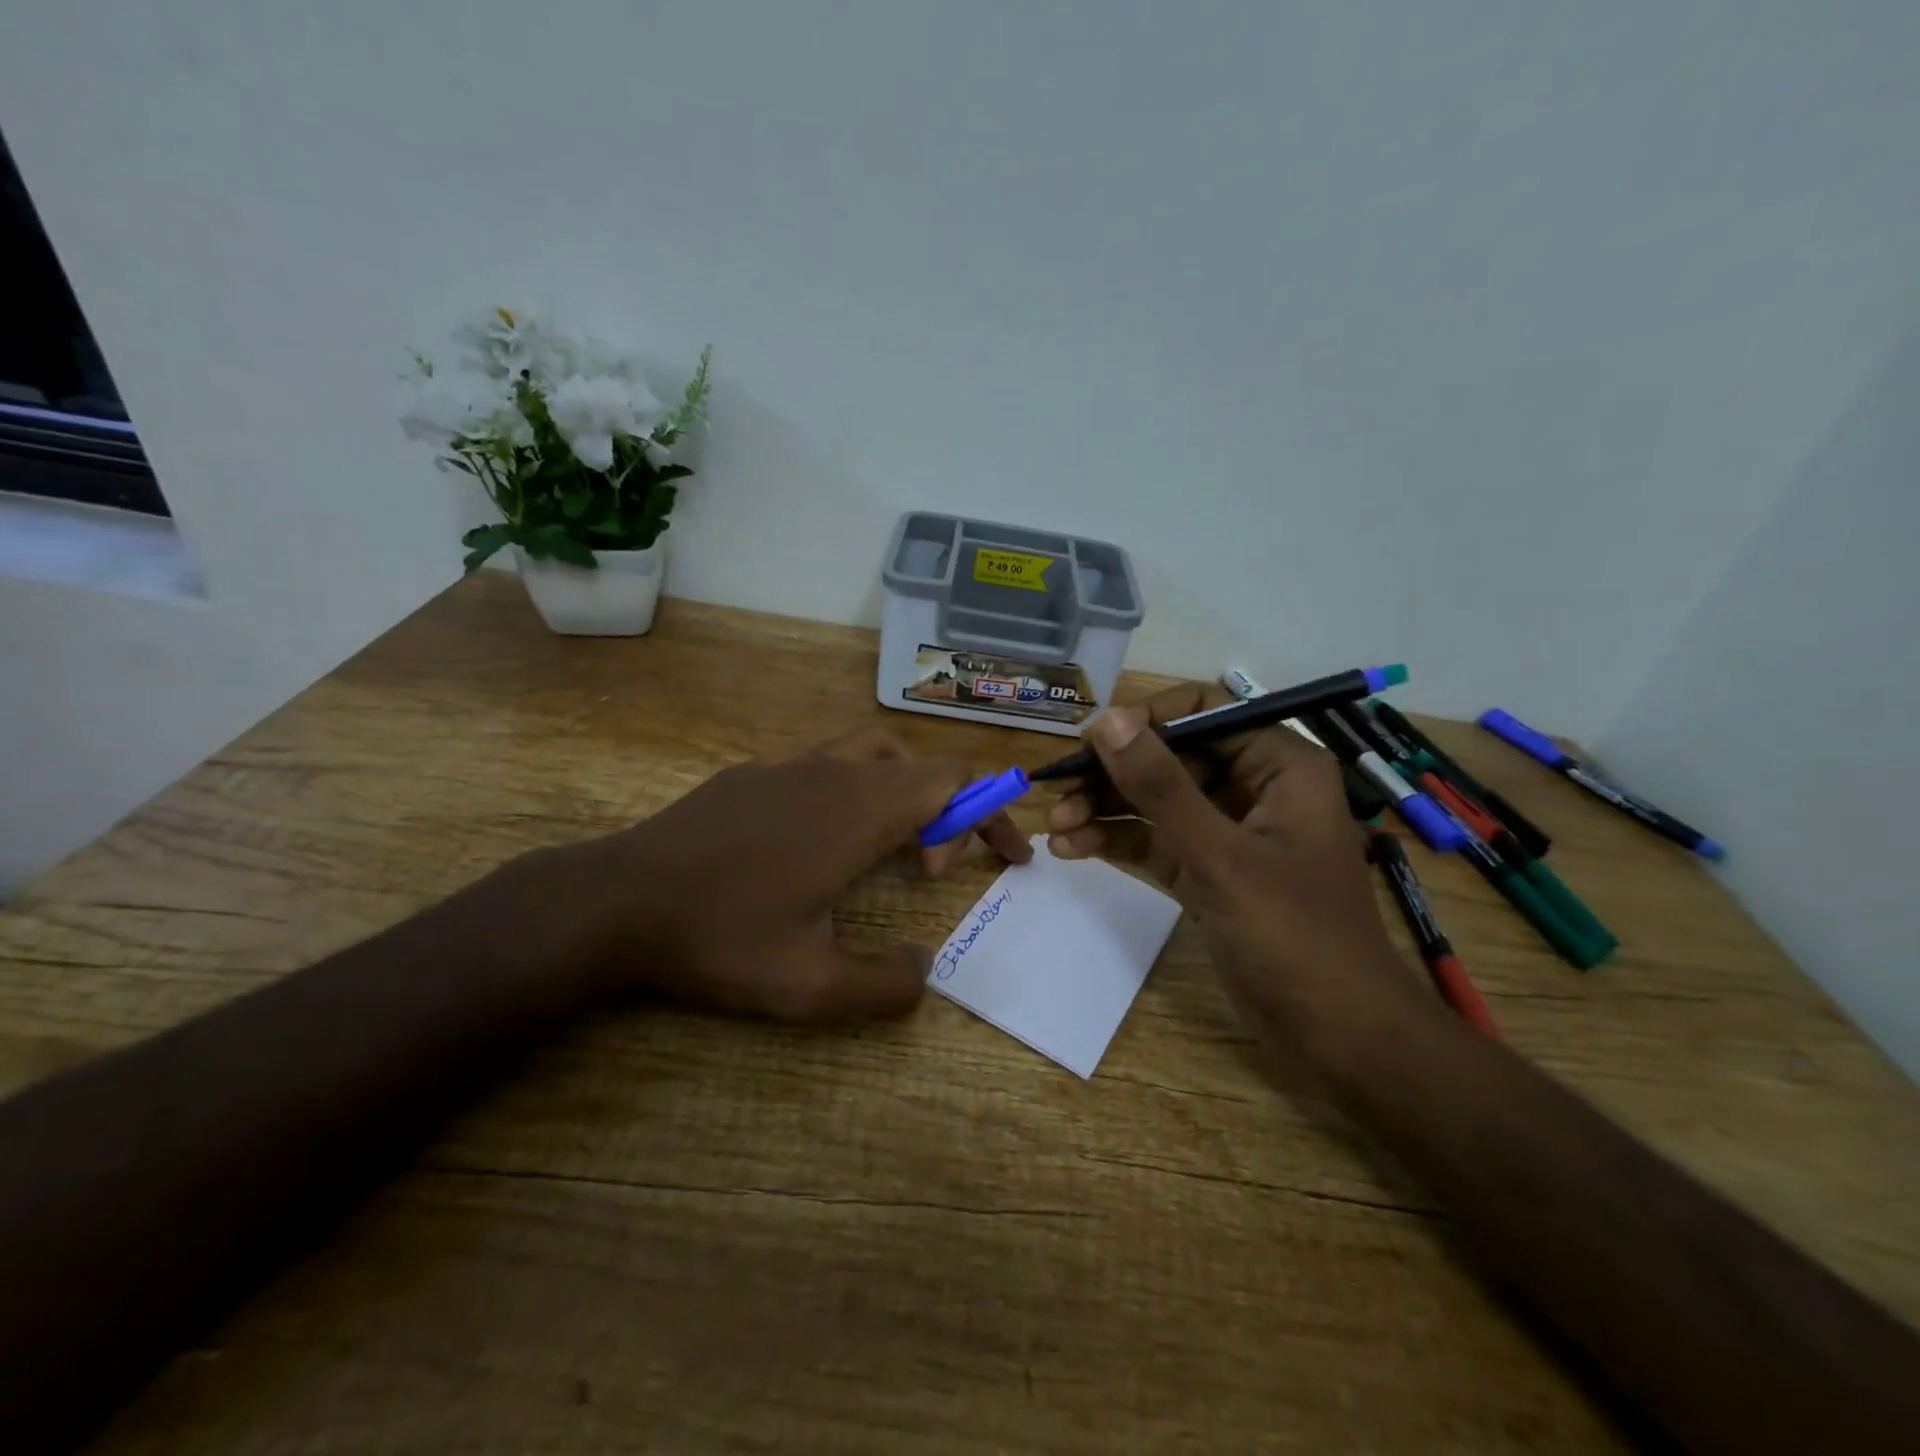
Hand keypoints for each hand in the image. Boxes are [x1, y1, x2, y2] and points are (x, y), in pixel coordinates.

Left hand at [540, 727, 1031, 1023]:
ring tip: (892, 847)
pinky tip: (820, 842)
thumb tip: (926, 971)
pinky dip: (854, 791)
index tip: (1007, 859)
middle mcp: (833, 772)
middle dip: (952, 812)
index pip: (955, 781)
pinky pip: (826, 765)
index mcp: (860, 810)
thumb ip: (884, 987)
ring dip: (905, 792)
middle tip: (933, 873)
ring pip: (876, 754)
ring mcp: (789, 765)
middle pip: (923, 765)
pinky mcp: (753, 773)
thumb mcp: (809, 987)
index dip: (993, 813)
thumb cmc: (720, 939)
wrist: (616, 902)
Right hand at [1045, 684, 1422, 1044]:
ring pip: (1156, 801)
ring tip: (1055, 825)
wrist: (1336, 1035)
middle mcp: (1253, 788)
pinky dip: (1117, 841)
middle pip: (1171, 757)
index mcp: (1279, 765)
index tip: (1093, 741)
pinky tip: (1072, 848)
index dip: (1146, 720)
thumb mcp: (1220, 855)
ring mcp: (1228, 832)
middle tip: (1058, 789)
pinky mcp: (1208, 871)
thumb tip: (1108, 721)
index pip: (1205, 712)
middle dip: (1113, 774)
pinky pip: (1155, 840)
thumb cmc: (1294, 934)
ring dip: (1106, 808)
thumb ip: (1161, 785)